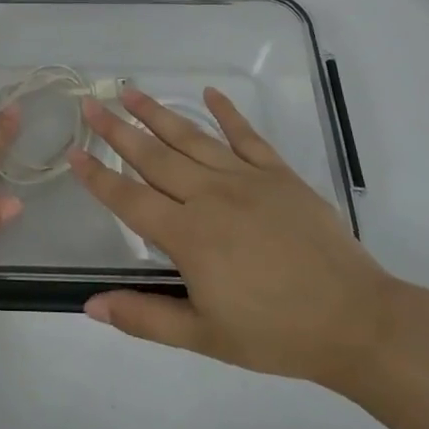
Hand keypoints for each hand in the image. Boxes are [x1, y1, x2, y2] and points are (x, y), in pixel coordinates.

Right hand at [70, 86, 392, 389]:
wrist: (355, 320)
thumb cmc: (275, 333)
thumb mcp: (204, 337)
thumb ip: (144, 317)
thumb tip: (89, 305)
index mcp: (188, 236)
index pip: (129, 199)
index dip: (98, 176)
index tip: (73, 153)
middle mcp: (210, 197)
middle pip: (154, 157)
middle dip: (118, 129)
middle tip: (91, 103)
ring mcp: (246, 179)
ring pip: (192, 138)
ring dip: (158, 113)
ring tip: (131, 91)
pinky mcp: (279, 174)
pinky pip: (247, 136)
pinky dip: (227, 113)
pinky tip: (209, 94)